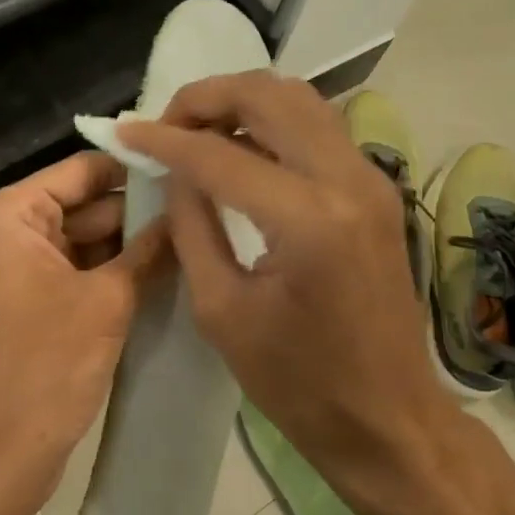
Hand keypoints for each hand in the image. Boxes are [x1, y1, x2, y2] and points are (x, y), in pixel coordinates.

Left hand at [0, 152, 170, 510]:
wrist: (2, 458)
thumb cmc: (46, 368)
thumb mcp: (108, 300)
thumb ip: (149, 249)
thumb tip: (187, 209)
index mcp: (10, 215)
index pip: (83, 170)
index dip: (134, 170)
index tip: (189, 171)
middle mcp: (9, 230)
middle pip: (85, 203)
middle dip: (139, 212)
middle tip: (202, 210)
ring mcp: (20, 267)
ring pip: (87, 238)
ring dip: (132, 244)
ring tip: (194, 237)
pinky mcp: (34, 300)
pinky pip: (80, 269)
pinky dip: (115, 271)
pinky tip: (166, 271)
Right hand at [117, 74, 452, 508]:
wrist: (389, 418)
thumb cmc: (299, 383)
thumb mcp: (222, 310)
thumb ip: (192, 227)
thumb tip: (176, 173)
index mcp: (308, 220)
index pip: (220, 154)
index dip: (164, 139)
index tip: (125, 132)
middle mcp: (348, 180)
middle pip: (269, 95)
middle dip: (207, 97)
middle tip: (166, 124)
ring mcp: (371, 179)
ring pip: (300, 99)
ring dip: (242, 101)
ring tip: (198, 130)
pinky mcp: (376, 189)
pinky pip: (318, 127)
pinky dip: (272, 121)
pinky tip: (240, 148)